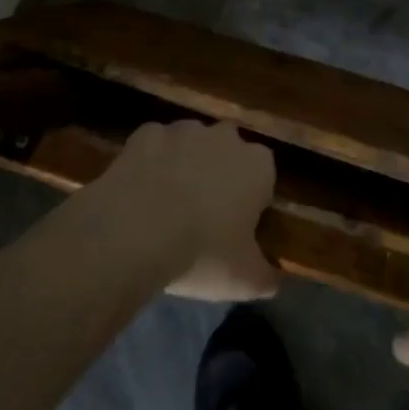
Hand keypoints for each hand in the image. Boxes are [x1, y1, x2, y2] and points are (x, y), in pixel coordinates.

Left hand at [94, 119, 280, 301]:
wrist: (135, 232)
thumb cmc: (201, 253)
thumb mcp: (245, 280)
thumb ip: (267, 276)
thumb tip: (274, 280)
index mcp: (257, 165)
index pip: (264, 176)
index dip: (251, 201)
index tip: (237, 228)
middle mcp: (225, 136)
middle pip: (228, 152)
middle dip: (219, 175)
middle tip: (203, 215)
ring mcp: (183, 129)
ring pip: (190, 143)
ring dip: (185, 165)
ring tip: (167, 206)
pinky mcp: (146, 132)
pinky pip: (154, 146)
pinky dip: (150, 163)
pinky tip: (140, 193)